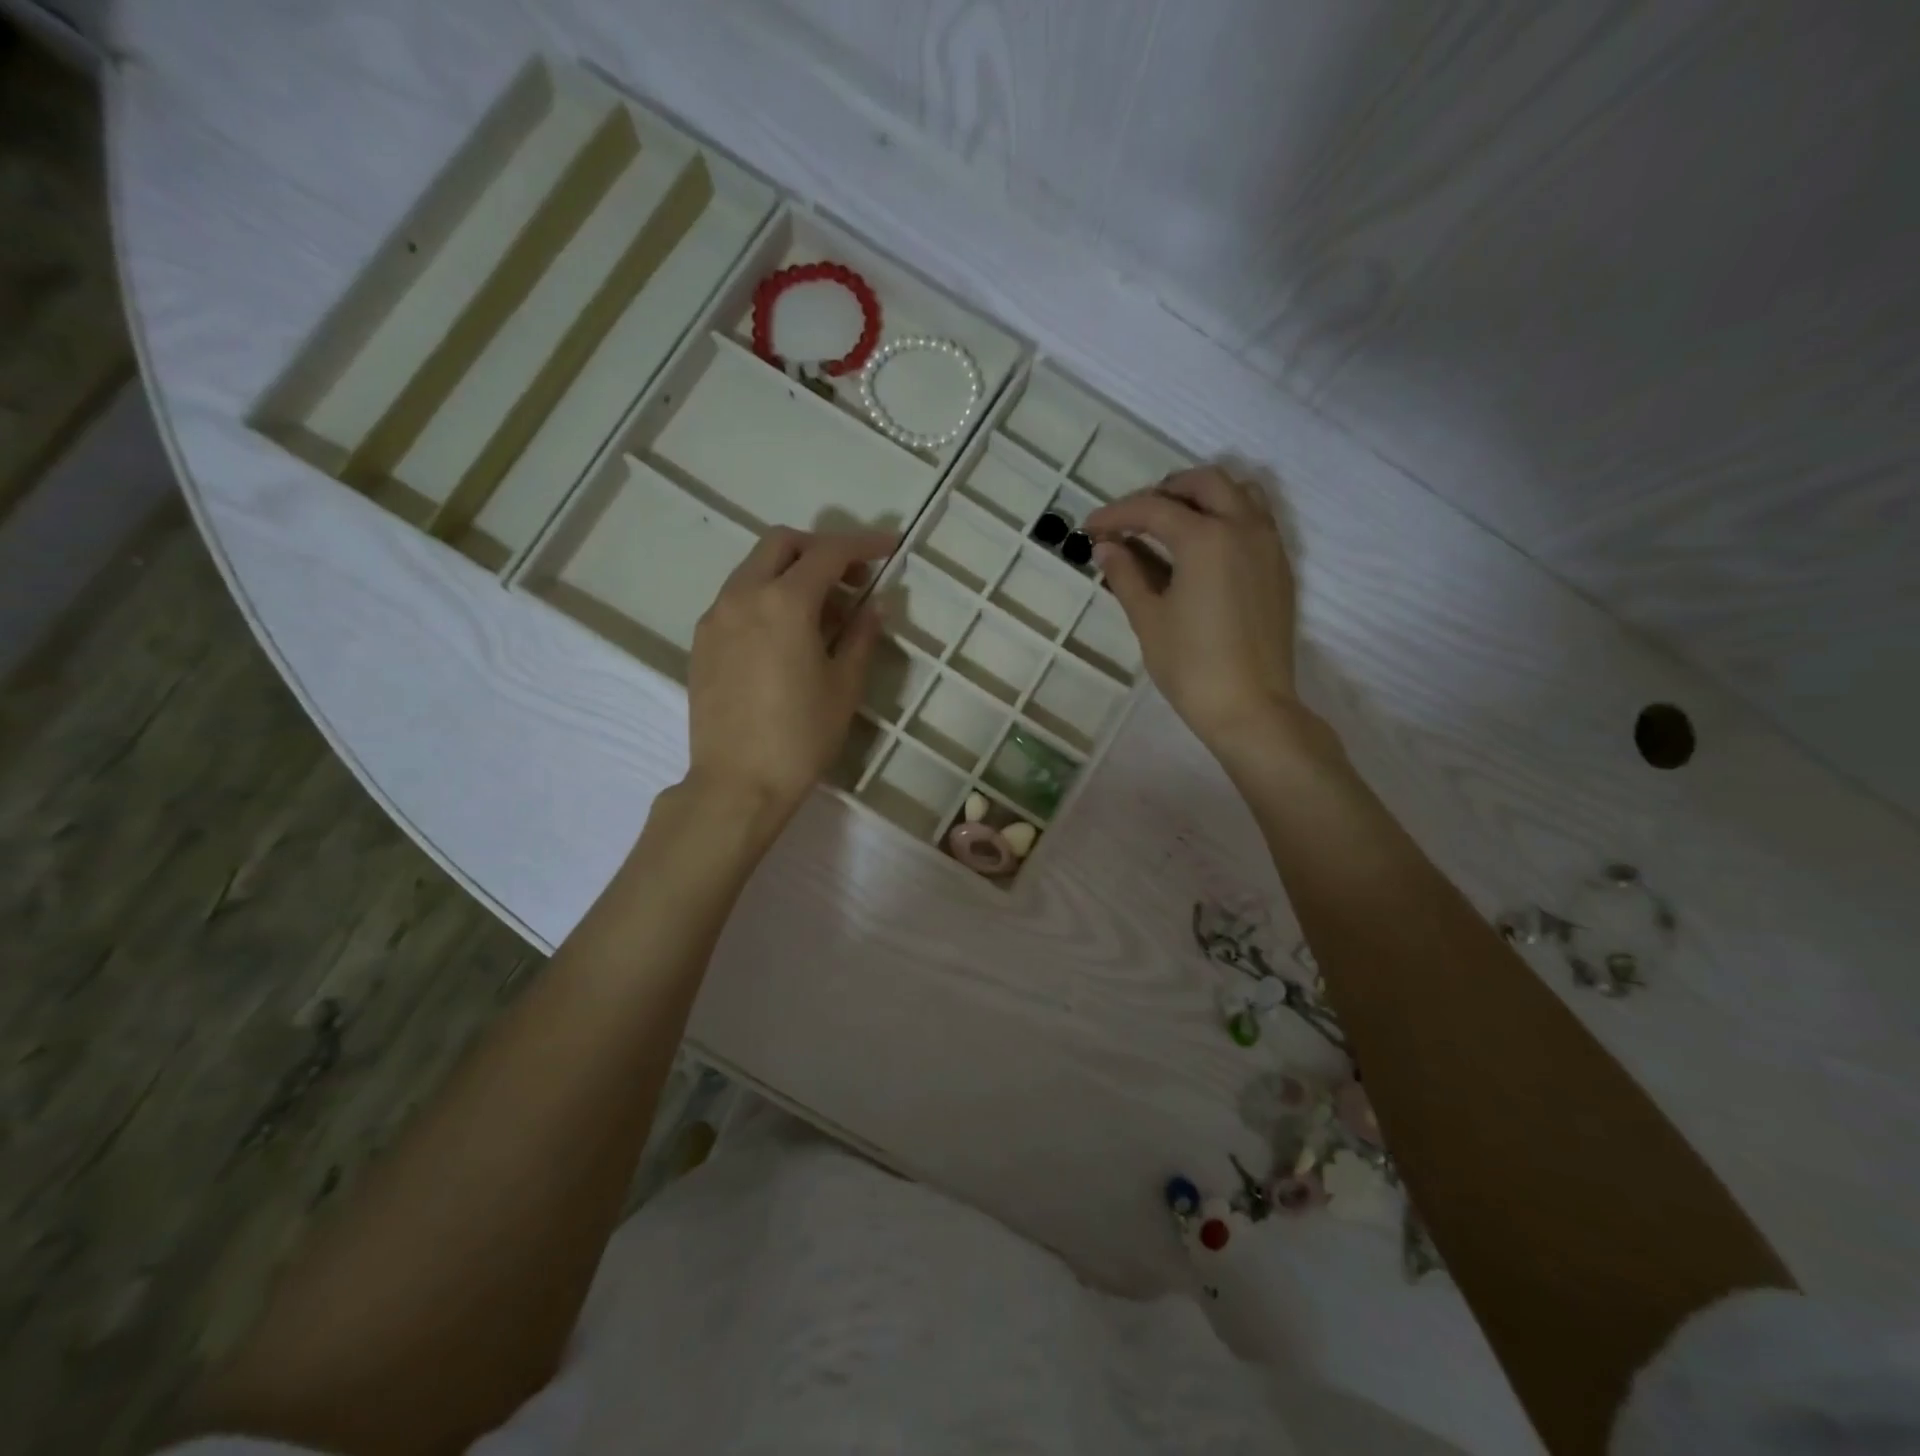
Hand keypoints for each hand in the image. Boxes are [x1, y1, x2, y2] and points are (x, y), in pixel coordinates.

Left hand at [685, 527, 896, 822]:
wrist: (737, 783)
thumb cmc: (801, 736)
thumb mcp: (844, 686)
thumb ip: (861, 636)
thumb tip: (875, 607)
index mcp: (784, 602)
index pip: (827, 553)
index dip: (863, 545)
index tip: (890, 547)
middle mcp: (743, 596)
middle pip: (781, 543)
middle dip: (820, 549)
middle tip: (851, 578)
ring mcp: (716, 617)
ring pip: (755, 568)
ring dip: (792, 573)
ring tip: (824, 612)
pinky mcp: (702, 641)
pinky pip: (737, 598)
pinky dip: (767, 596)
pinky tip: (788, 634)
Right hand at [1086, 468, 1299, 756]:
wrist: (1250, 707)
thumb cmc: (1191, 666)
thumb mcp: (1148, 619)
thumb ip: (1126, 575)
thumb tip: (1107, 547)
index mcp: (1206, 538)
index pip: (1153, 509)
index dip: (1116, 514)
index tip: (1090, 527)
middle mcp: (1243, 527)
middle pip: (1204, 482)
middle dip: (1164, 491)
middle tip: (1134, 519)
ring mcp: (1268, 545)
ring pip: (1239, 492)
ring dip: (1202, 496)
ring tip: (1173, 524)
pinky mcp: (1279, 567)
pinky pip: (1256, 518)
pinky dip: (1227, 515)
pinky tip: (1203, 549)